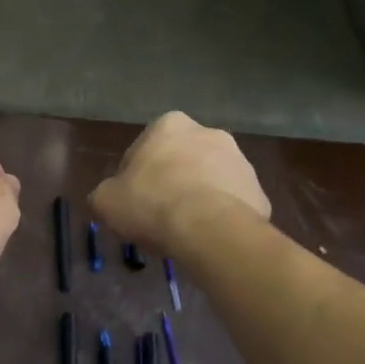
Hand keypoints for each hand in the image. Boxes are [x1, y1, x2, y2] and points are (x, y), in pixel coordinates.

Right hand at [90, 112, 271, 255]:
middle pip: (181, 161)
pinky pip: (232, 205)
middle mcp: (209, 133)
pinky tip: (207, 238)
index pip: (144, 149)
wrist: (208, 229)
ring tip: (184, 231)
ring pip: (210, 181)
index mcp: (169, 125)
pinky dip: (221, 218)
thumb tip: (109, 199)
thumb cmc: (151, 203)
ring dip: (198, 197)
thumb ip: (105, 194)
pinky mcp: (259, 192)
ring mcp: (240, 162)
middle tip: (158, 214)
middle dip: (172, 182)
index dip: (135, 177)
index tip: (132, 200)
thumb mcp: (105, 201)